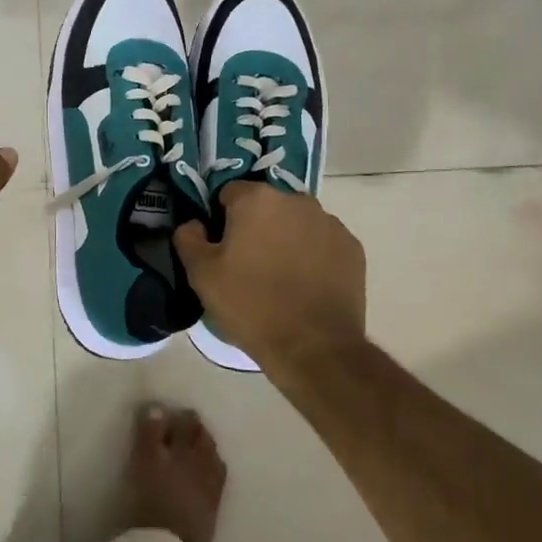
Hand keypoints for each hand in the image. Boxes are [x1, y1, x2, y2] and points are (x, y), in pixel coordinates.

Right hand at [174, 182, 366, 373]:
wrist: (314, 347)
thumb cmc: (251, 305)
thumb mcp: (201, 274)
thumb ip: (189, 238)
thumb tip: (195, 224)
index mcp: (257, 199)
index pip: (229, 194)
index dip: (220, 219)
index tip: (220, 248)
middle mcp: (296, 200)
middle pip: (266, 206)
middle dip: (255, 226)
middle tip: (247, 264)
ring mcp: (329, 223)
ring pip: (295, 223)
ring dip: (285, 239)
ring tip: (279, 277)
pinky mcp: (352, 248)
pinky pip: (322, 242)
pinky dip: (312, 255)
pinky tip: (305, 285)